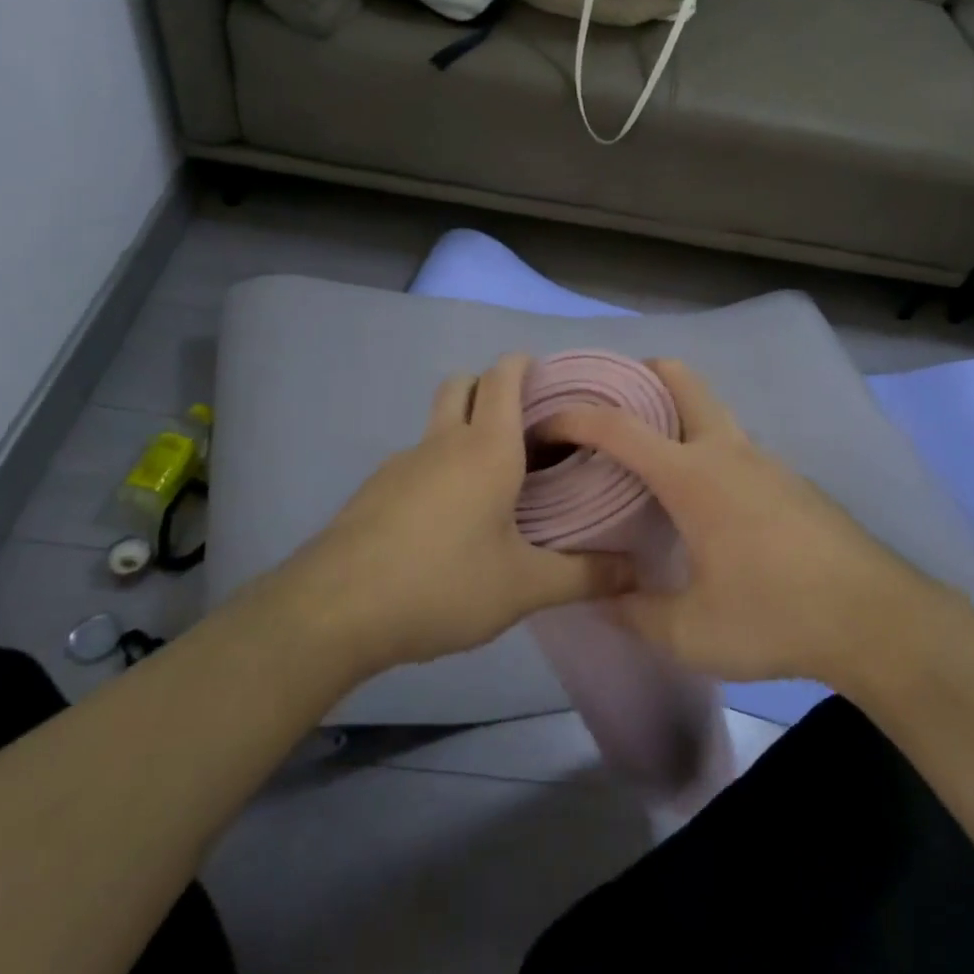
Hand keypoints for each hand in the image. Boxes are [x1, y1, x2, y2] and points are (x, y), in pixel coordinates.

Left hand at [273, 353, 636, 677]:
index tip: (547, 377)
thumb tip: (636, 571)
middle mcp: (442, 442)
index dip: (523, 364)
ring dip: (461, 428)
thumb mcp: (523, 587)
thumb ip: (583, 576)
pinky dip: (437, 467)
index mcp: (486, 448)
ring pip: (436, 423)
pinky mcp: (375, 490)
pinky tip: (447, 520)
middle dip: (488, 386)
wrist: (336, 609)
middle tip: (521, 424)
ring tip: (491, 479)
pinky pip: (416, 460)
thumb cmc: (443, 583)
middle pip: (461, 384)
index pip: (503, 377)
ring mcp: (401, 463)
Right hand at [537, 359, 933, 683]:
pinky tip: (702, 498)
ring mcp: (765, 460)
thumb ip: (635, 613)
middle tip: (606, 403)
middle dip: (638, 375)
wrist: (875, 618)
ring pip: (711, 411)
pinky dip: (705, 447)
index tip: (542, 422)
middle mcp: (727, 450)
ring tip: (645, 457)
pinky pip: (735, 445)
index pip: (618, 426)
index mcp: (692, 474)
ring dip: (675, 414)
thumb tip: (601, 600)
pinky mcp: (790, 481)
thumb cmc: (774, 615)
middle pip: (681, 379)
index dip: (573, 417)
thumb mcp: (690, 631)